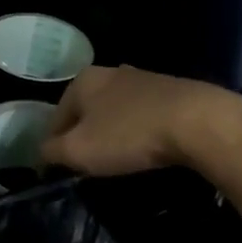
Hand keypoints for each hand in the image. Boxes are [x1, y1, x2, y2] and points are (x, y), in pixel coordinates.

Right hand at [40, 65, 241, 176]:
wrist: (199, 122)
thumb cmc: (128, 134)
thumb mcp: (78, 150)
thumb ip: (51, 151)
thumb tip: (42, 153)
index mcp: (82, 81)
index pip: (55, 117)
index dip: (53, 146)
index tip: (59, 170)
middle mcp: (110, 72)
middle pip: (86, 112)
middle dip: (85, 136)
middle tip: (90, 165)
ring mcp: (144, 79)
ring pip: (116, 111)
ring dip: (114, 133)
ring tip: (120, 159)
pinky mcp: (174, 91)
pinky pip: (145, 115)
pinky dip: (141, 131)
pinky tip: (149, 149)